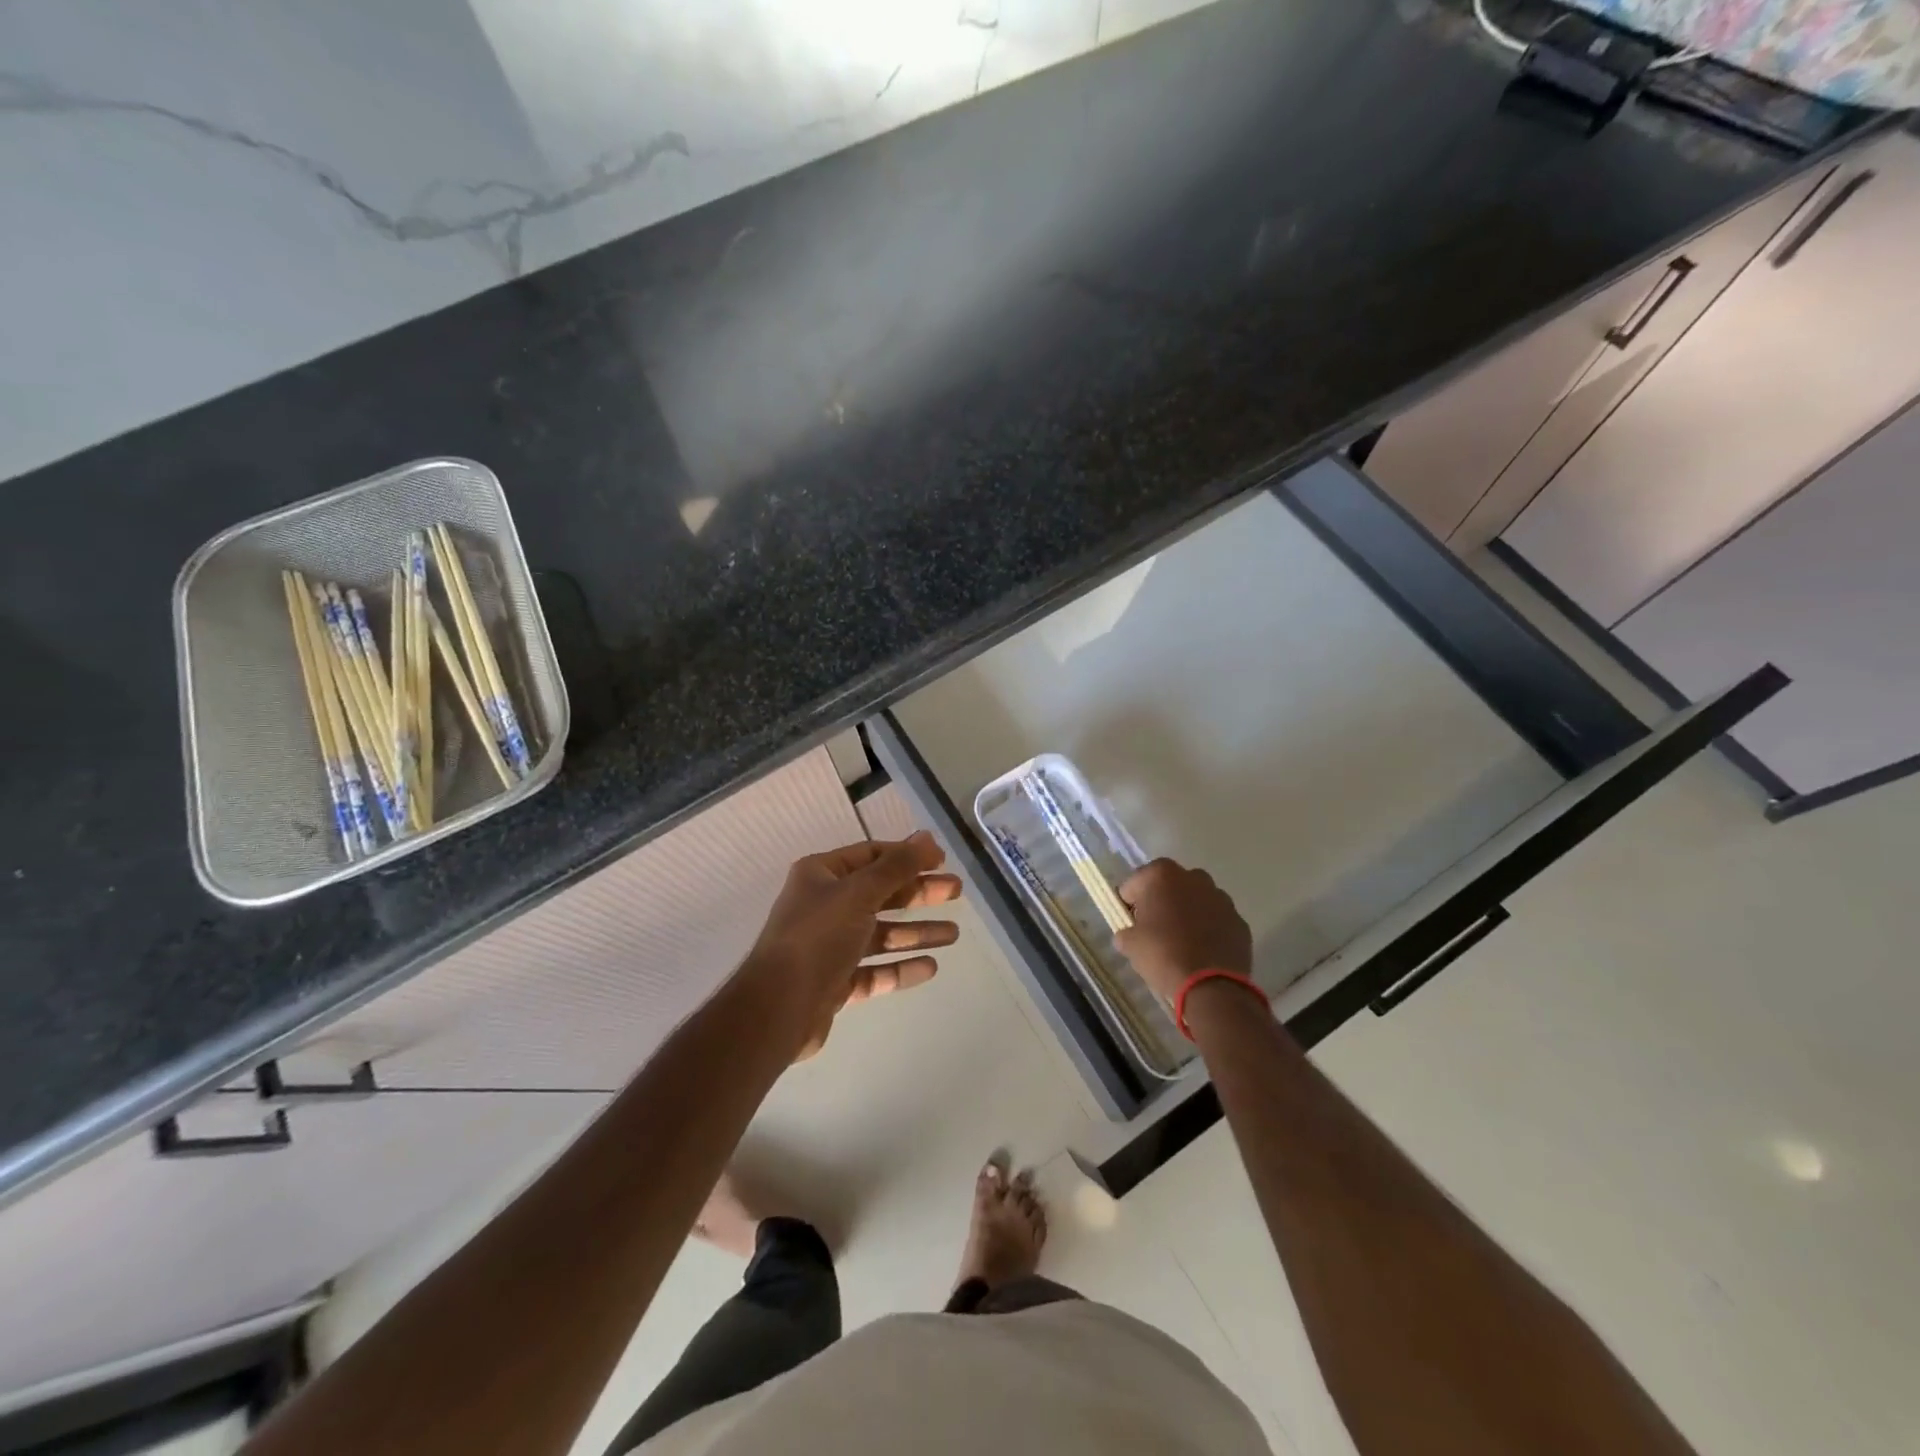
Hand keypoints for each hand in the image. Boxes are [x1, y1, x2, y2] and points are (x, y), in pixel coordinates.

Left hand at [742, 831, 962, 1059]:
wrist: (777, 1008)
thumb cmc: (817, 937)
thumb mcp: (859, 893)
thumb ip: (896, 866)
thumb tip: (926, 836)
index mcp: (821, 876)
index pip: (871, 855)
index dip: (907, 855)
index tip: (942, 860)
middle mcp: (824, 906)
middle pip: (880, 894)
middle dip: (919, 893)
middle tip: (956, 892)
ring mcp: (829, 946)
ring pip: (881, 933)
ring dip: (917, 932)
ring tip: (954, 934)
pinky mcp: (835, 983)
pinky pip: (875, 970)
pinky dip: (901, 967)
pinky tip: (931, 967)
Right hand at [1113, 859, 1251, 1002]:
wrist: (1211, 986)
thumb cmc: (1163, 955)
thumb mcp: (1130, 945)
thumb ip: (1125, 931)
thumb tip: (1129, 934)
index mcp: (1162, 875)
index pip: (1134, 884)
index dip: (1129, 903)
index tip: (1130, 923)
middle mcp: (1194, 878)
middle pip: (1169, 886)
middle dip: (1161, 902)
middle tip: (1154, 930)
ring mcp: (1221, 898)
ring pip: (1196, 901)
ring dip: (1187, 914)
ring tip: (1181, 942)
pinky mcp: (1239, 921)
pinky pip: (1216, 920)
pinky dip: (1209, 929)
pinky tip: (1202, 952)